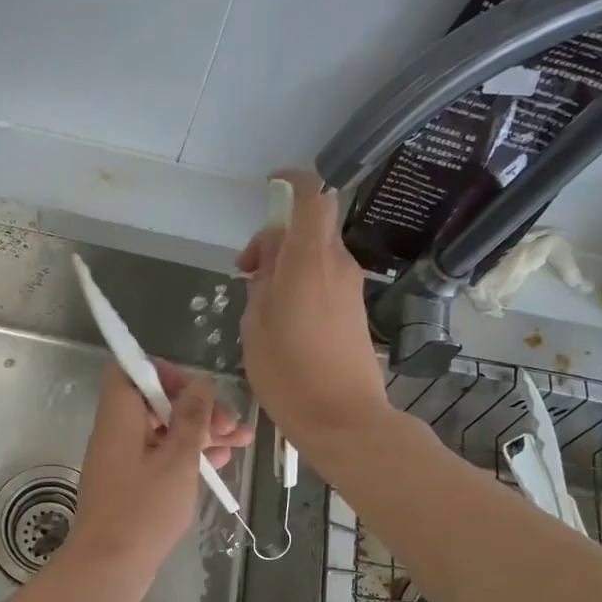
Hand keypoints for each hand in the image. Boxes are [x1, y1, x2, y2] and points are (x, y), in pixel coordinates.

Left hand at [57, 361, 252, 601]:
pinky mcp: (131, 484)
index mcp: (119, 416)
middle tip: (231, 424)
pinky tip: (219, 464)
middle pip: (155, 402)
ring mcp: (123, 459)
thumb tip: (200, 383)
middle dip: (196, 407)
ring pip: (164, 431)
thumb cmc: (143, 510)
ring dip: (200, 433)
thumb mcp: (177, 460)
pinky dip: (187, 456)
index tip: (196, 389)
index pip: (130, 370)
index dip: (163, 372)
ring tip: (240, 442)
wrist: (109, 568)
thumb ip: (191, 418)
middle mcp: (117, 431)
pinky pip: (160, 457)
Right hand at [237, 168, 391, 454]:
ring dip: (286, 263)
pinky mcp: (354, 310)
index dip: (291, 181)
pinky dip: (301, 282)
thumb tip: (267, 264)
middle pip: (309, 226)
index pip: (310, 196)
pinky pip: (324, 278)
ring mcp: (351, 288)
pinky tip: (282, 318)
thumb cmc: (289, 374)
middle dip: (275, 238)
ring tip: (259, 302)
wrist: (344, 420)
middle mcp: (337, 264)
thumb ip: (260, 283)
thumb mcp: (255, 325)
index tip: (267, 187)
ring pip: (315, 254)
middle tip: (246, 272)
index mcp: (310, 260)